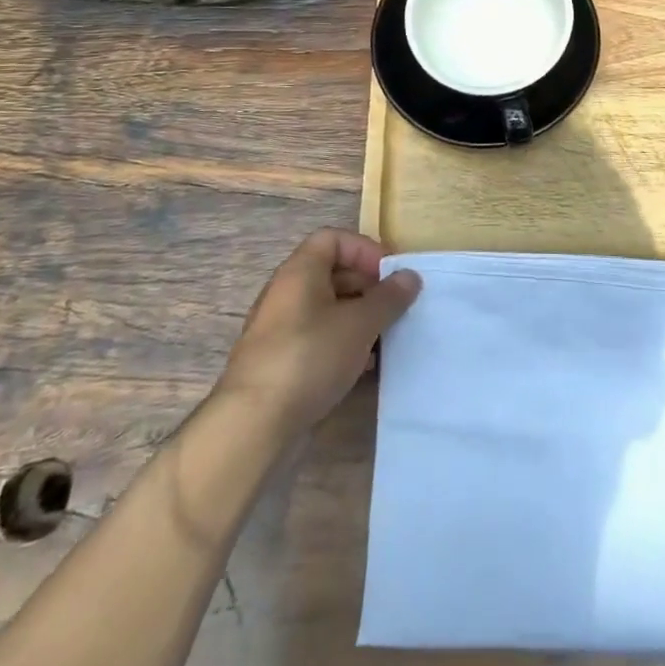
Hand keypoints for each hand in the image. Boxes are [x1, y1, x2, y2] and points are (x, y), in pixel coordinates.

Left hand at [214, 228, 421, 438]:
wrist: (254, 427)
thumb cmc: (310, 357)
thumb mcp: (359, 324)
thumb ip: (388, 297)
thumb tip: (410, 276)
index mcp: (300, 271)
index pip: (333, 238)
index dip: (365, 249)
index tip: (390, 274)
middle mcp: (286, 293)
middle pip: (332, 273)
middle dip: (368, 286)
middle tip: (395, 307)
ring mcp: (281, 330)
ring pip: (328, 309)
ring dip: (359, 318)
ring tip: (385, 338)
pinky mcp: (281, 363)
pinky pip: (319, 339)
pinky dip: (343, 344)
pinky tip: (364, 367)